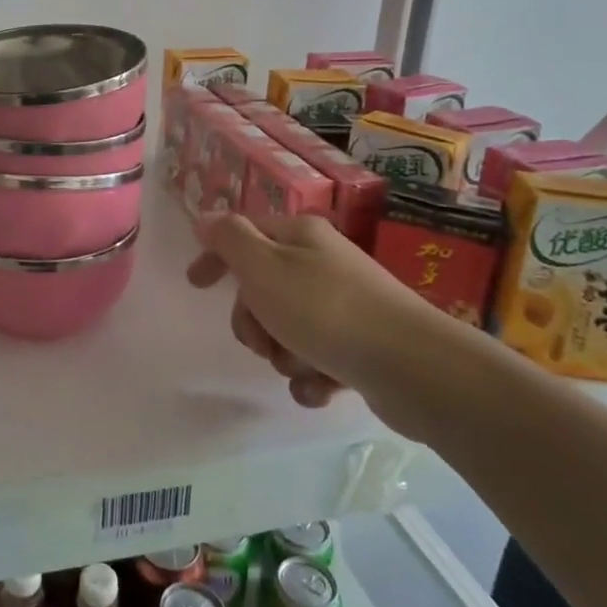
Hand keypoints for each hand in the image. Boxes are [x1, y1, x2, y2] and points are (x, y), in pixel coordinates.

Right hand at [187, 213, 477, 440]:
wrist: (411, 366)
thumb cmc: (325, 310)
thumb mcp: (263, 266)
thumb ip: (229, 239)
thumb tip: (207, 218)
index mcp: (300, 236)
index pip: (244, 234)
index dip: (215, 256)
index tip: (195, 284)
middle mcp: (322, 263)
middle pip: (261, 289)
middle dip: (253, 321)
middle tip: (263, 340)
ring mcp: (345, 305)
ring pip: (286, 329)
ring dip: (283, 354)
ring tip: (303, 366)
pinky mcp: (362, 345)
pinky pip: (316, 360)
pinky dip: (311, 376)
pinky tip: (322, 388)